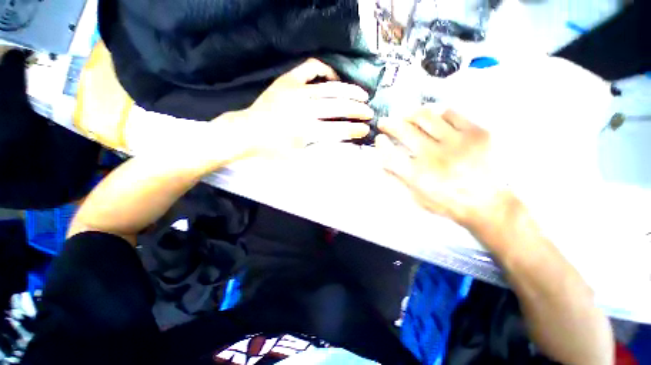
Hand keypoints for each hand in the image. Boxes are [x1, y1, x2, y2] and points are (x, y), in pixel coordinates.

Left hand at [223, 58, 372, 156]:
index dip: (354, 130)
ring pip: (330, 88)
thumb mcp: (296, 159)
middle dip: (357, 110)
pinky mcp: (288, 80)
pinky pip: (311, 68)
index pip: (338, 130)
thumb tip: (340, 146)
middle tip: (369, 112)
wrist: (247, 132)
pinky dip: (326, 71)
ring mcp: (296, 91)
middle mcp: (304, 108)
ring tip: (362, 94)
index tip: (365, 130)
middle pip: (338, 107)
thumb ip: (319, 152)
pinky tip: (334, 79)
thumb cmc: (272, 149)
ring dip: (350, 91)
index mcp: (306, 131)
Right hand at [376, 108, 510, 228]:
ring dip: (409, 114)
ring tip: (405, 115)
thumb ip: (397, 180)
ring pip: (425, 116)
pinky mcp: (477, 133)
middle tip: (385, 122)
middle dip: (389, 124)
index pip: (389, 153)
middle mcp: (433, 156)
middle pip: (403, 130)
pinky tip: (432, 115)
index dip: (380, 143)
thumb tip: (379, 164)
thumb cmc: (448, 204)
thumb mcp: (417, 198)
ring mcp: (456, 142)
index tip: (379, 139)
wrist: (489, 204)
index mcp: (418, 175)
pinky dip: (437, 112)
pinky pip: (451, 113)